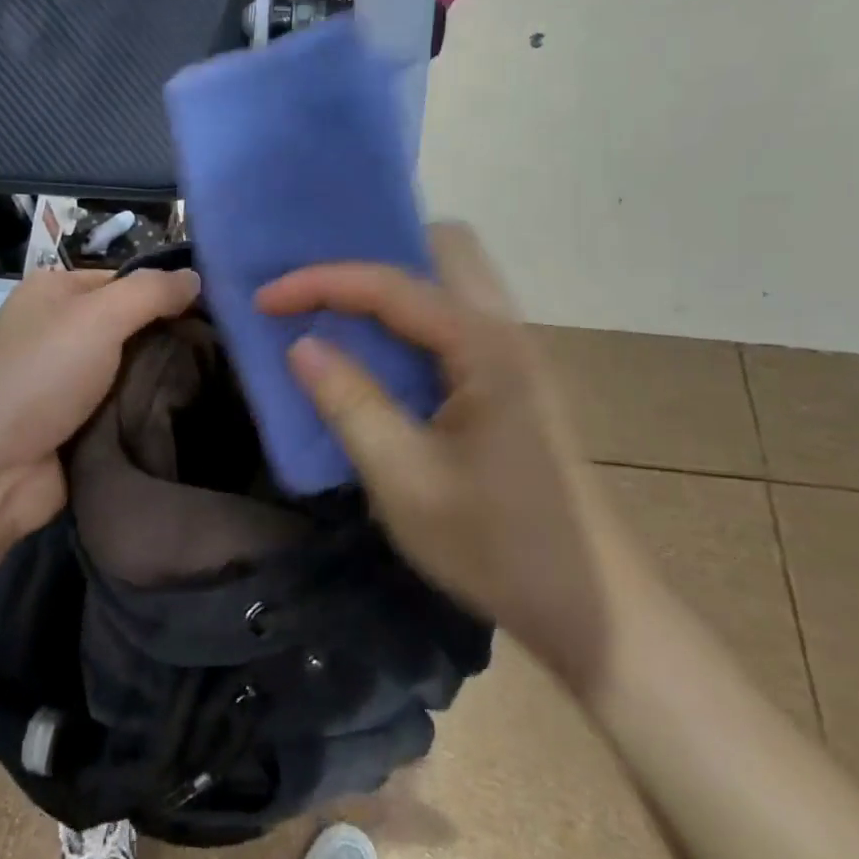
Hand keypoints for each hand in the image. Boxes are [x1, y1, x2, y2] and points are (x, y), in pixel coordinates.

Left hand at [0, 266, 200, 542]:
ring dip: (164, 380)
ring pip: (131, 371)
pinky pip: (123, 410)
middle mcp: (58, 332)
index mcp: (55, 293)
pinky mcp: (76, 426)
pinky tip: (192, 414)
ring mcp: (66, 383)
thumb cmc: (41, 375)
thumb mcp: (98, 316)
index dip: (167, 292)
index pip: (125, 281)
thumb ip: (151, 292)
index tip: (219, 311)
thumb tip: (195, 276)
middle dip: (172, 339)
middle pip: (131, 326)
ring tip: (221, 382)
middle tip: (227, 350)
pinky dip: (148, 412)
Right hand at [256, 223, 616, 692]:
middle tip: (320, 294)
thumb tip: (301, 345)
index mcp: (484, 347)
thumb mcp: (404, 479)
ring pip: (455, 282)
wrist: (594, 609)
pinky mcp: (517, 384)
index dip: (320, 282)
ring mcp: (519, 357)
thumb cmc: (496, 545)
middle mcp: (508, 333)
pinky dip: (413, 319)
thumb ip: (349, 402)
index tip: (264, 299)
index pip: (391, 284)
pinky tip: (383, 359)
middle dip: (375, 256)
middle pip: (445, 249)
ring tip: (339, 316)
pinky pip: (458, 319)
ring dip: (395, 286)